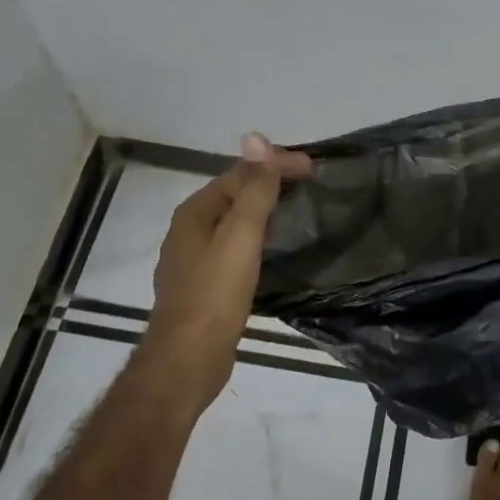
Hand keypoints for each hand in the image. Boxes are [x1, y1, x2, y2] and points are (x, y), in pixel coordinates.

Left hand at [136, 134, 310, 418]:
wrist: (186, 362)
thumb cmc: (214, 295)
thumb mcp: (240, 237)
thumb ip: (253, 190)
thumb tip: (256, 137)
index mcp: (195, 213)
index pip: (240, 174)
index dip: (276, 165)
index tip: (313, 167)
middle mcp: (190, 230)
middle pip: (235, 194)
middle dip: (270, 183)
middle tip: (310, 184)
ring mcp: (194, 259)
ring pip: (234, 221)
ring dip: (265, 210)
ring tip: (297, 210)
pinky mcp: (205, 285)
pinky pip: (234, 246)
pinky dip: (257, 237)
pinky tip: (273, 249)